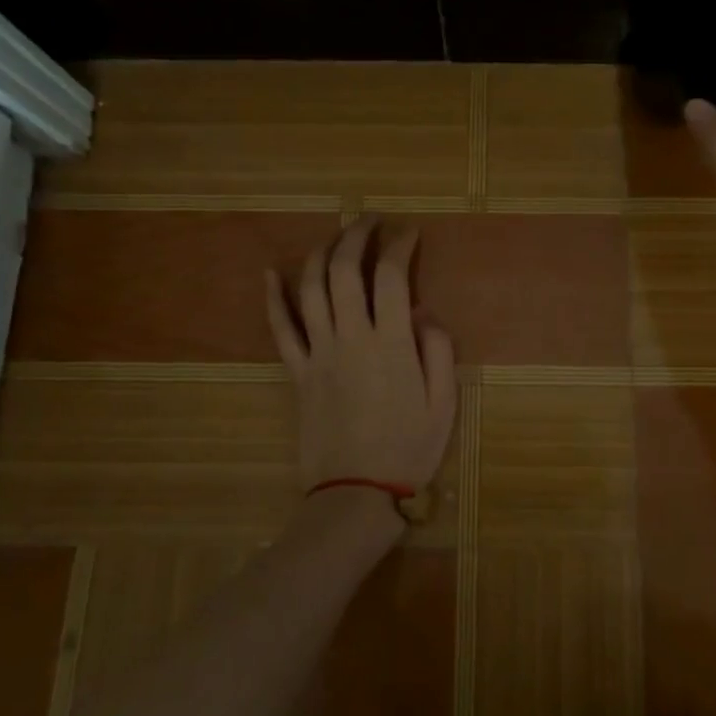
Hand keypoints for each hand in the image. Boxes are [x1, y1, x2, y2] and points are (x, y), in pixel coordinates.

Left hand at [265, 218, 457, 508]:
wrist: (354, 494)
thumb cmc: (408, 449)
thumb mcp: (444, 404)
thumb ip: (439, 351)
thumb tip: (424, 312)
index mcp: (391, 343)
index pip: (392, 276)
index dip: (400, 247)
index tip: (410, 234)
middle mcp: (351, 338)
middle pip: (345, 270)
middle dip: (357, 236)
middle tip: (370, 221)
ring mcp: (318, 353)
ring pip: (310, 289)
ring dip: (320, 254)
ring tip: (334, 238)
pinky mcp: (297, 372)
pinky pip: (280, 328)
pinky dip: (273, 298)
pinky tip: (271, 273)